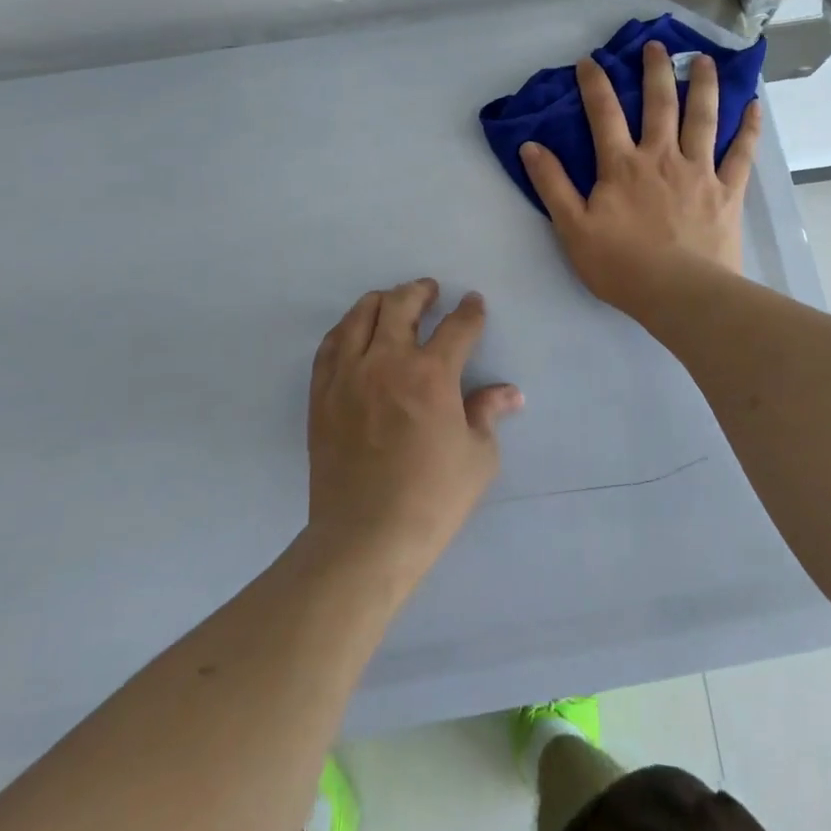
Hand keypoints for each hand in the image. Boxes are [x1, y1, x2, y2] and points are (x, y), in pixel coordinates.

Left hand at [305, 280, 523, 577]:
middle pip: (402, 305)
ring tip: (392, 302)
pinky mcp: (322, 394)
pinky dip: (346, 329)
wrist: (365, 539)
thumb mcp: (478, 458)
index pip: (457, 327)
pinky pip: (330, 345)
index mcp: (432, 375)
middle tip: (430, 291)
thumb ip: (488, 414)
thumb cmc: (431, 499)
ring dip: (381, 301)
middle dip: (421, 291)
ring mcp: (349, 375)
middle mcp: (388, 362)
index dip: (470, 311)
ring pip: (361, 315)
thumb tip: (509, 393)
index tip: (473, 303)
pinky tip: (354, 332)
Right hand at [520, 40, 761, 306]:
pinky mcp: (728, 191)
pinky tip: (754, 105)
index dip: (595, 84)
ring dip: (703, 85)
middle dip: (656, 70)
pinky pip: (741, 153)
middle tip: (658, 45)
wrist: (680, 294)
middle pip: (660, 103)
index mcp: (622, 165)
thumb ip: (552, 185)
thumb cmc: (621, 266)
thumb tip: (531, 146)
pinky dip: (748, 128)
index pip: (604, 114)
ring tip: (704, 60)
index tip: (590, 61)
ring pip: (703, 117)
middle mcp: (662, 157)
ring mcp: (699, 171)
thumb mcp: (573, 228)